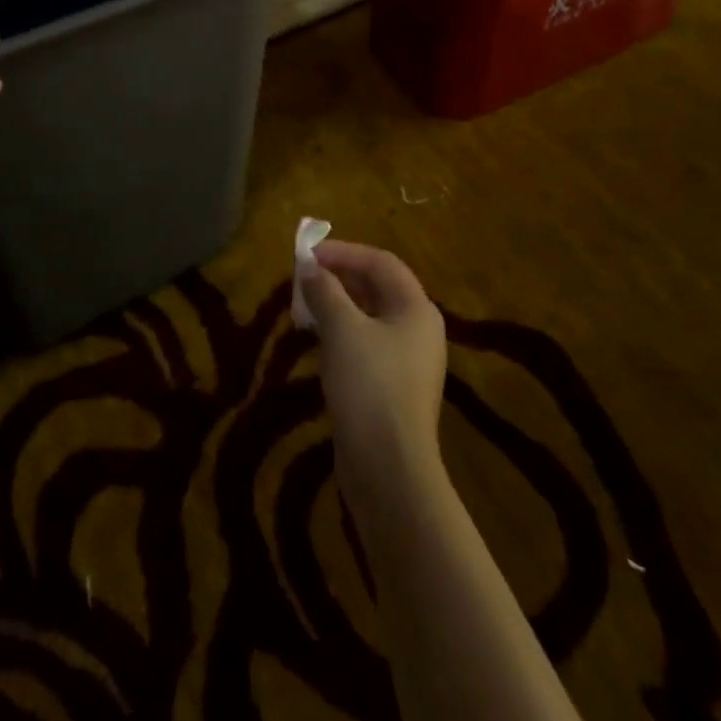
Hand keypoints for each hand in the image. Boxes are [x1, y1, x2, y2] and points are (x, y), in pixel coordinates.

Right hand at [301, 240, 447, 509]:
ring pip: (369, 317)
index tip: (307, 254)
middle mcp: (418, 329)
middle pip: (377, 287)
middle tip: (302, 277)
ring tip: (303, 304)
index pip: (380, 262)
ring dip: (336, 305)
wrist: (388, 468)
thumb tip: (311, 269)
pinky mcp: (392, 387)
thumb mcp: (341, 328)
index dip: (343, 252)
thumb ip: (325, 291)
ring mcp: (407, 361)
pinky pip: (366, 344)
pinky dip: (341, 332)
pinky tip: (317, 339)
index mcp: (416, 308)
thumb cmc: (369, 385)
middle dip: (338, 277)